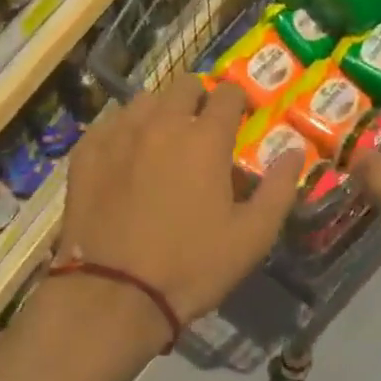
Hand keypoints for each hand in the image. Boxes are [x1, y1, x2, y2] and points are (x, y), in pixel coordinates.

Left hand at [58, 76, 303, 342]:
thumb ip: (279, 189)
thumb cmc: (192, 266)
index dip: (238, 102)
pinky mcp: (85, 153)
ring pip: (144, 101)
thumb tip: (295, 151)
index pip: (228, 94)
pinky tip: (125, 155)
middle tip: (201, 129)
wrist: (114, 293)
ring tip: (162, 140)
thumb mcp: (252, 236)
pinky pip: (109, 124)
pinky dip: (124, 130)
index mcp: (205, 139)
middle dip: (198, 99)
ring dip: (160, 111)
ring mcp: (118, 135)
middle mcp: (161, 124)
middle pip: (183, 86)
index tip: (240, 118)